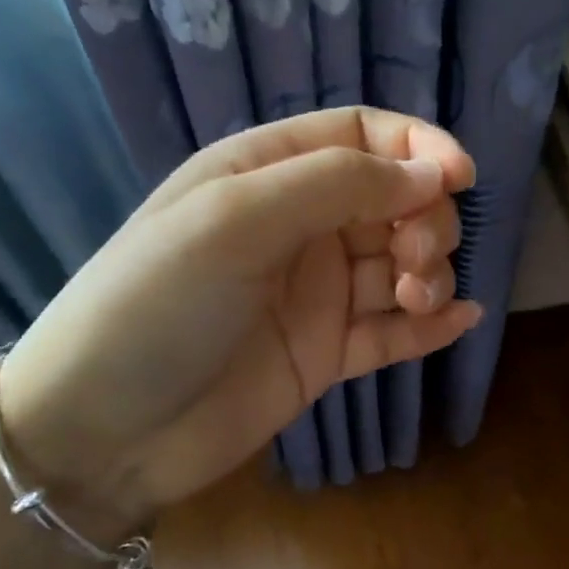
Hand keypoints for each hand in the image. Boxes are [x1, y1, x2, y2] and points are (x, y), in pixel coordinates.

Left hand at [0, 108, 480, 536]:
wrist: (107, 431)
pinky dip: (429, 326)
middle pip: (391, 202)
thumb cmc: (156, 305)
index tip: (460, 179)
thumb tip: (431, 173)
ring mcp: (313, 296)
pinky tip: (461, 321)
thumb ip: (335, 185)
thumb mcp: (234, 220)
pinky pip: (390, 332)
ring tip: (415, 297)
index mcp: (265, 174)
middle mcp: (296, 228)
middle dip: (424, 220)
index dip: (416, 147)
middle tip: (417, 257)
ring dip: (427, 274)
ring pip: (398, 267)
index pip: (359, 137)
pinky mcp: (325, 354)